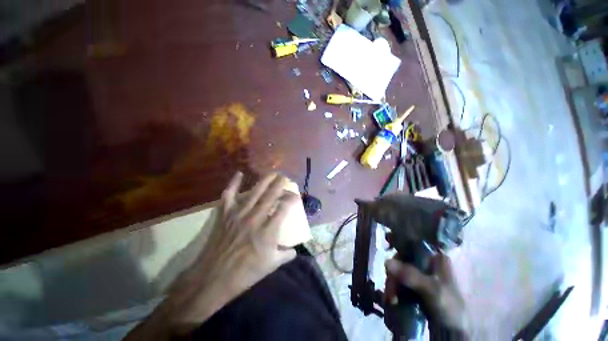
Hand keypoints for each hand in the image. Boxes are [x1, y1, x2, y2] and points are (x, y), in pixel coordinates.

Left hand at [126, 172, 297, 338]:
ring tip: (272, 174)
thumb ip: (286, 255)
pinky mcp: (225, 214)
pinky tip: (239, 173)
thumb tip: (295, 250)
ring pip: (254, 192)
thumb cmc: (246, 273)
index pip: (284, 208)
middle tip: (285, 177)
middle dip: (280, 184)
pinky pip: (229, 194)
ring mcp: (239, 214)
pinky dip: (234, 183)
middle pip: (271, 195)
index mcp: (268, 231)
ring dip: (265, 181)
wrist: (214, 277)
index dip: (292, 199)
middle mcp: (255, 218)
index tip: (296, 197)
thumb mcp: (271, 265)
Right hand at [384, 253, 467, 333]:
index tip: (388, 260)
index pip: (410, 246)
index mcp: (435, 258)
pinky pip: (399, 282)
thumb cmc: (449, 307)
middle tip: (391, 291)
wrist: (455, 332)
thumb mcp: (432, 290)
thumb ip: (410, 275)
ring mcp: (419, 275)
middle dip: (394, 275)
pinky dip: (394, 290)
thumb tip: (386, 261)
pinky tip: (392, 300)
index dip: (397, 249)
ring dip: (392, 285)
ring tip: (391, 300)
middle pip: (401, 260)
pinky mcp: (415, 286)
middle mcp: (425, 263)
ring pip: (398, 272)